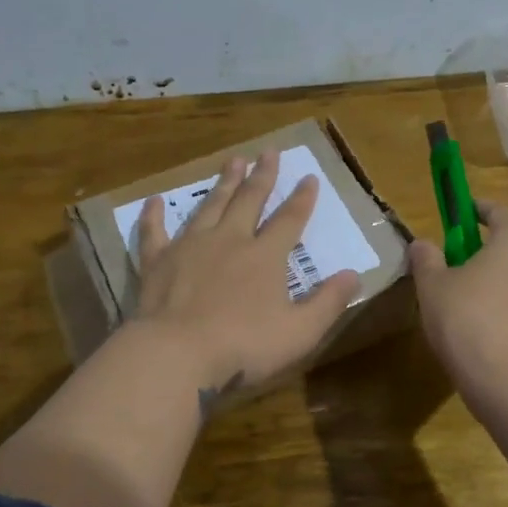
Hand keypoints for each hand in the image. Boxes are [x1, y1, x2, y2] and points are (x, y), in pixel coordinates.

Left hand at [133, 149, 360, 400]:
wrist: (178, 354)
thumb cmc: (244, 346)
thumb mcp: (300, 331)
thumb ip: (328, 302)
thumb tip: (354, 274)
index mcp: (264, 256)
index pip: (289, 219)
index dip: (302, 198)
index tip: (309, 177)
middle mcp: (229, 240)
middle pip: (249, 200)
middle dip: (262, 176)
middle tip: (268, 152)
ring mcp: (190, 247)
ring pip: (210, 206)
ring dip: (222, 183)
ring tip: (232, 160)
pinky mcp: (157, 262)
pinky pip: (154, 232)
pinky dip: (153, 216)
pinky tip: (153, 201)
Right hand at [407, 200, 507, 395]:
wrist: (506, 381)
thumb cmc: (466, 318)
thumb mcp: (432, 285)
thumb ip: (426, 259)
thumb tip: (422, 244)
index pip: (498, 212)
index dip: (476, 208)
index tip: (459, 211)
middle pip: (507, 247)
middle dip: (478, 250)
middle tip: (448, 263)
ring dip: (488, 282)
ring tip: (456, 301)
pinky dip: (497, 310)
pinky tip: (473, 330)